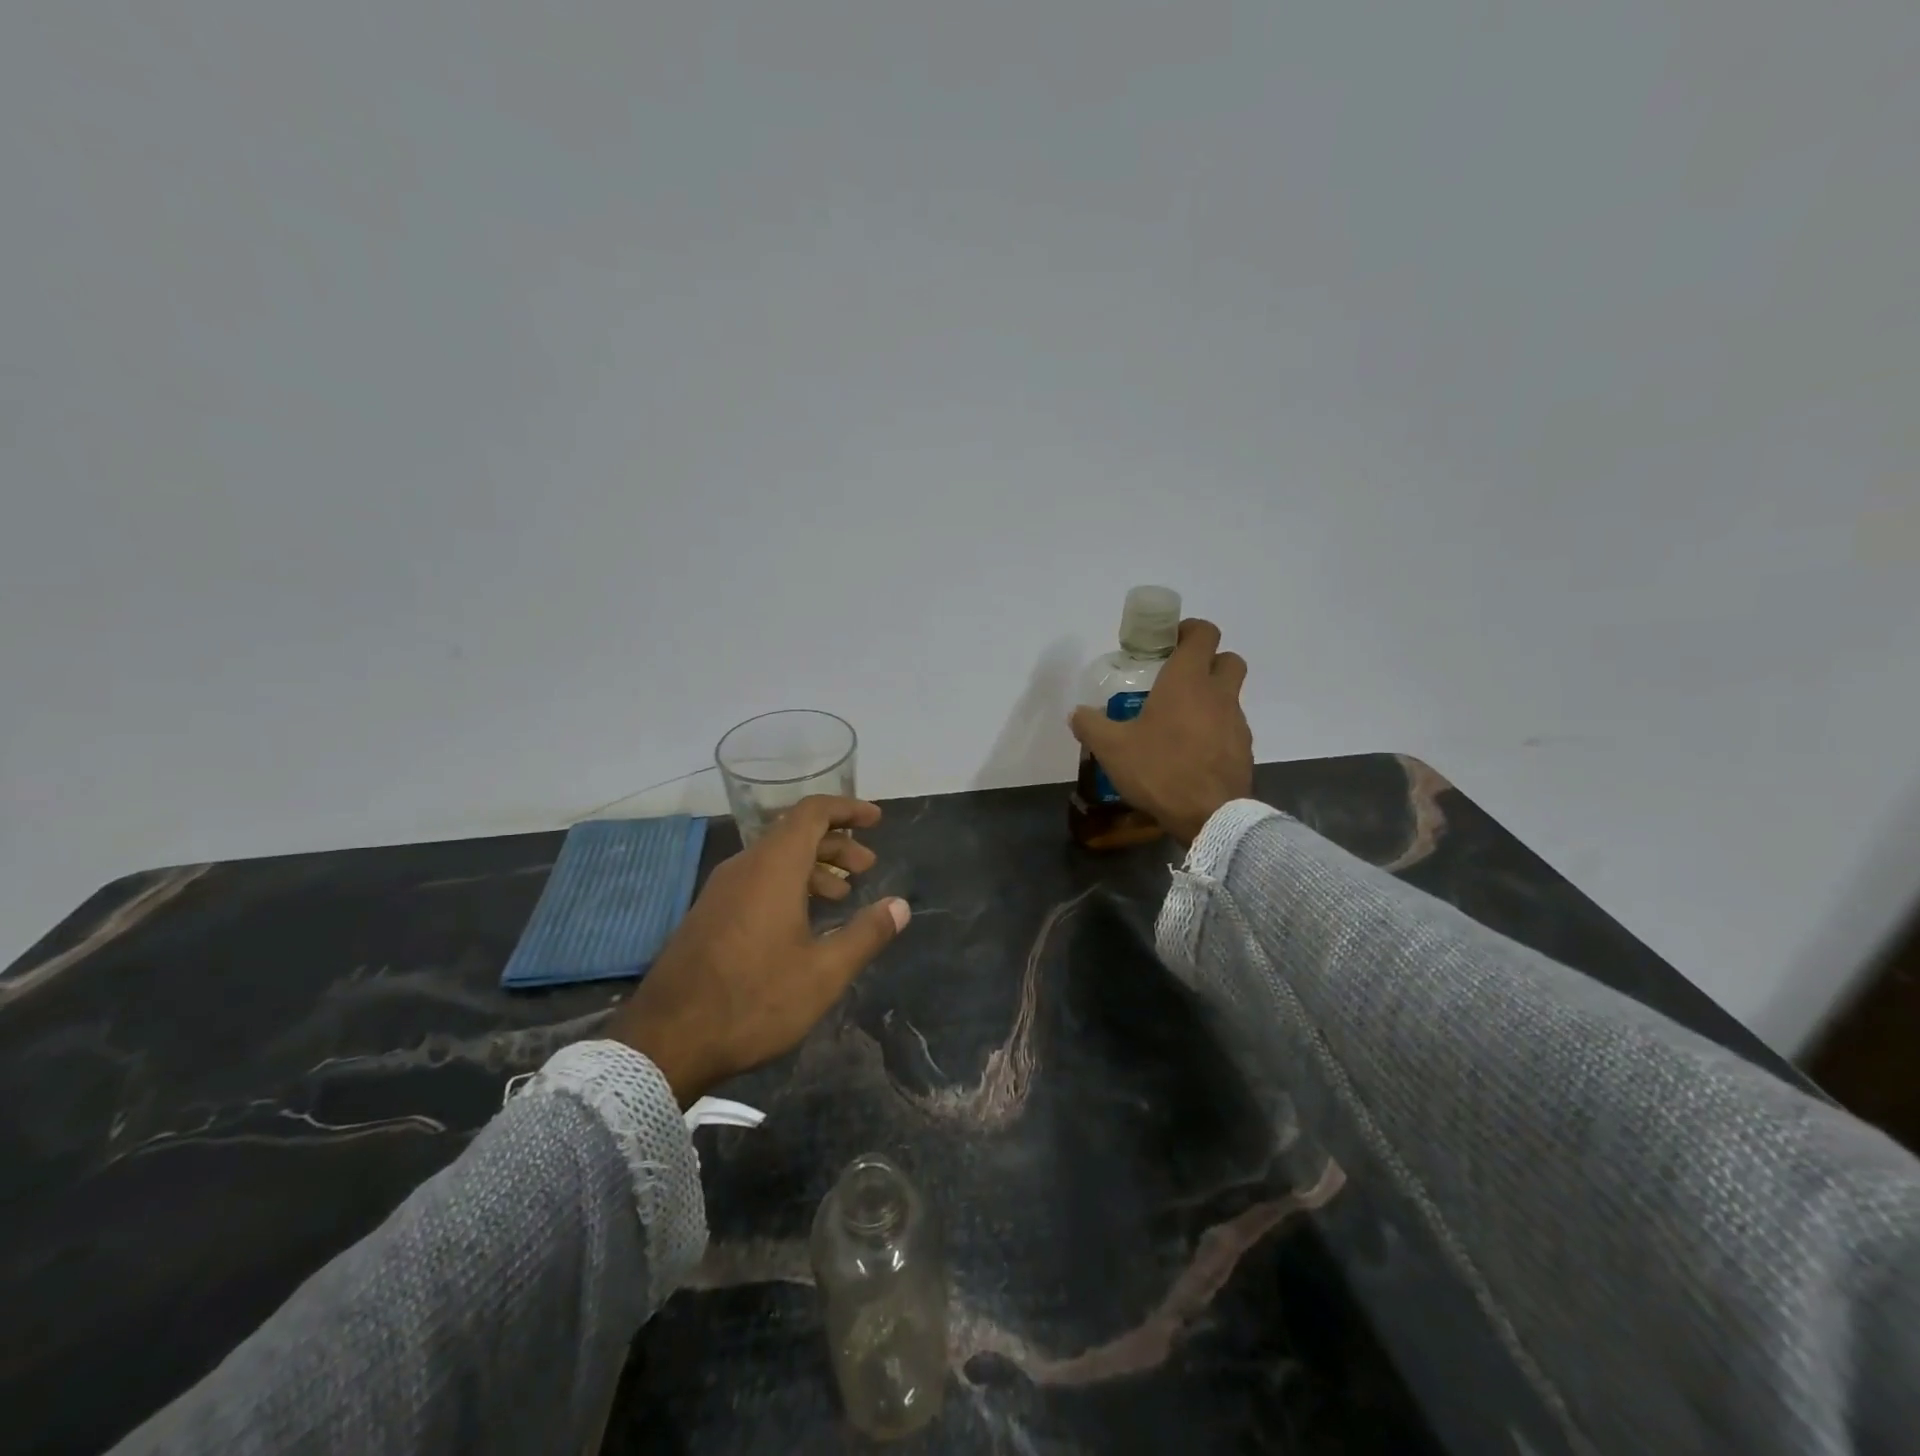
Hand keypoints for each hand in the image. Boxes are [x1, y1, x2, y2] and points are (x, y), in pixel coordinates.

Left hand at [608, 796, 909, 1104]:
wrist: (666, 1041)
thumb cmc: (754, 1000)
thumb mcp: (823, 973)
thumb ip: (866, 934)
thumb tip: (900, 905)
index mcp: (773, 868)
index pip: (812, 813)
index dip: (847, 810)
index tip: (877, 820)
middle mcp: (744, 868)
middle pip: (795, 833)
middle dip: (836, 844)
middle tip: (867, 868)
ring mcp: (720, 891)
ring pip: (775, 859)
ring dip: (813, 867)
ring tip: (842, 895)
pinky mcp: (708, 914)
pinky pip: (756, 880)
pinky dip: (788, 885)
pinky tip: (802, 921)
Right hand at [1069, 618, 1253, 844]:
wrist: (1210, 816)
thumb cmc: (1160, 769)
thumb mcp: (1112, 748)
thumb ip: (1090, 725)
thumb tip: (1077, 713)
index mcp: (1187, 680)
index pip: (1203, 633)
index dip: (1189, 630)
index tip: (1169, 641)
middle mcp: (1218, 694)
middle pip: (1228, 659)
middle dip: (1208, 661)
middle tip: (1179, 678)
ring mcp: (1237, 722)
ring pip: (1230, 696)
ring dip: (1210, 699)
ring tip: (1178, 723)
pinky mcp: (1244, 750)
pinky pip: (1230, 728)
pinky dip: (1215, 731)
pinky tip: (1191, 753)